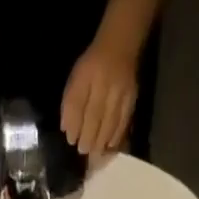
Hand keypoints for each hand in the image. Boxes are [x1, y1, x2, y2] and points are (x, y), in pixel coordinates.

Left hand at [61, 40, 138, 155]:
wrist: (120, 45)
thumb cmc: (92, 66)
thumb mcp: (76, 77)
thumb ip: (70, 102)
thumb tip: (67, 129)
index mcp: (86, 74)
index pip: (77, 103)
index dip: (74, 125)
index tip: (71, 141)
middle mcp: (103, 81)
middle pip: (94, 115)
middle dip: (87, 137)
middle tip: (83, 151)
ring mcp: (119, 90)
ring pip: (109, 121)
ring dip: (101, 141)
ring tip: (95, 154)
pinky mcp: (131, 97)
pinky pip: (123, 121)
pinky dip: (116, 136)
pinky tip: (109, 145)